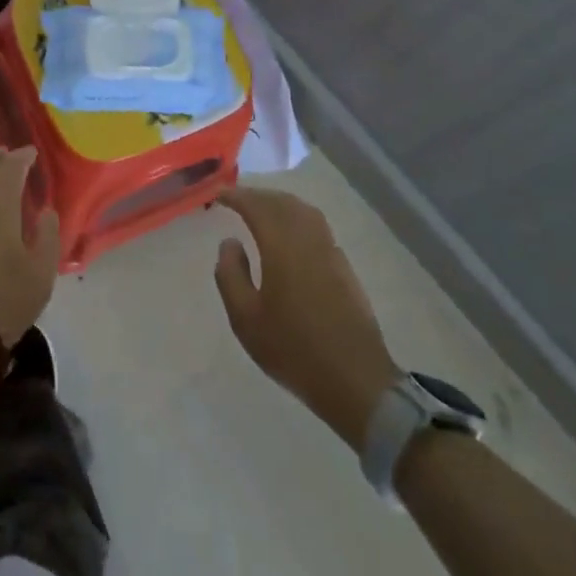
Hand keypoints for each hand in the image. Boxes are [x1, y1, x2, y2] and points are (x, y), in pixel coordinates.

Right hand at [214, 187, 398, 451]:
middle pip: (284, 203)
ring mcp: (331, 253)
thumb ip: (231, 275)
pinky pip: (317, 227)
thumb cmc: (294, 350)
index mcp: (282, 248)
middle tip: (237, 199)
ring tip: (262, 210)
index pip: (258, 207)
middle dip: (259, 196)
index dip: (237, 196)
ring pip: (305, 212)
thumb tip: (230, 242)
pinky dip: (298, 218)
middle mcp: (309, 241)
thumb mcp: (246, 319)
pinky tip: (290, 235)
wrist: (356, 381)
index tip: (218, 195)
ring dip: (281, 203)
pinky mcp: (345, 269)